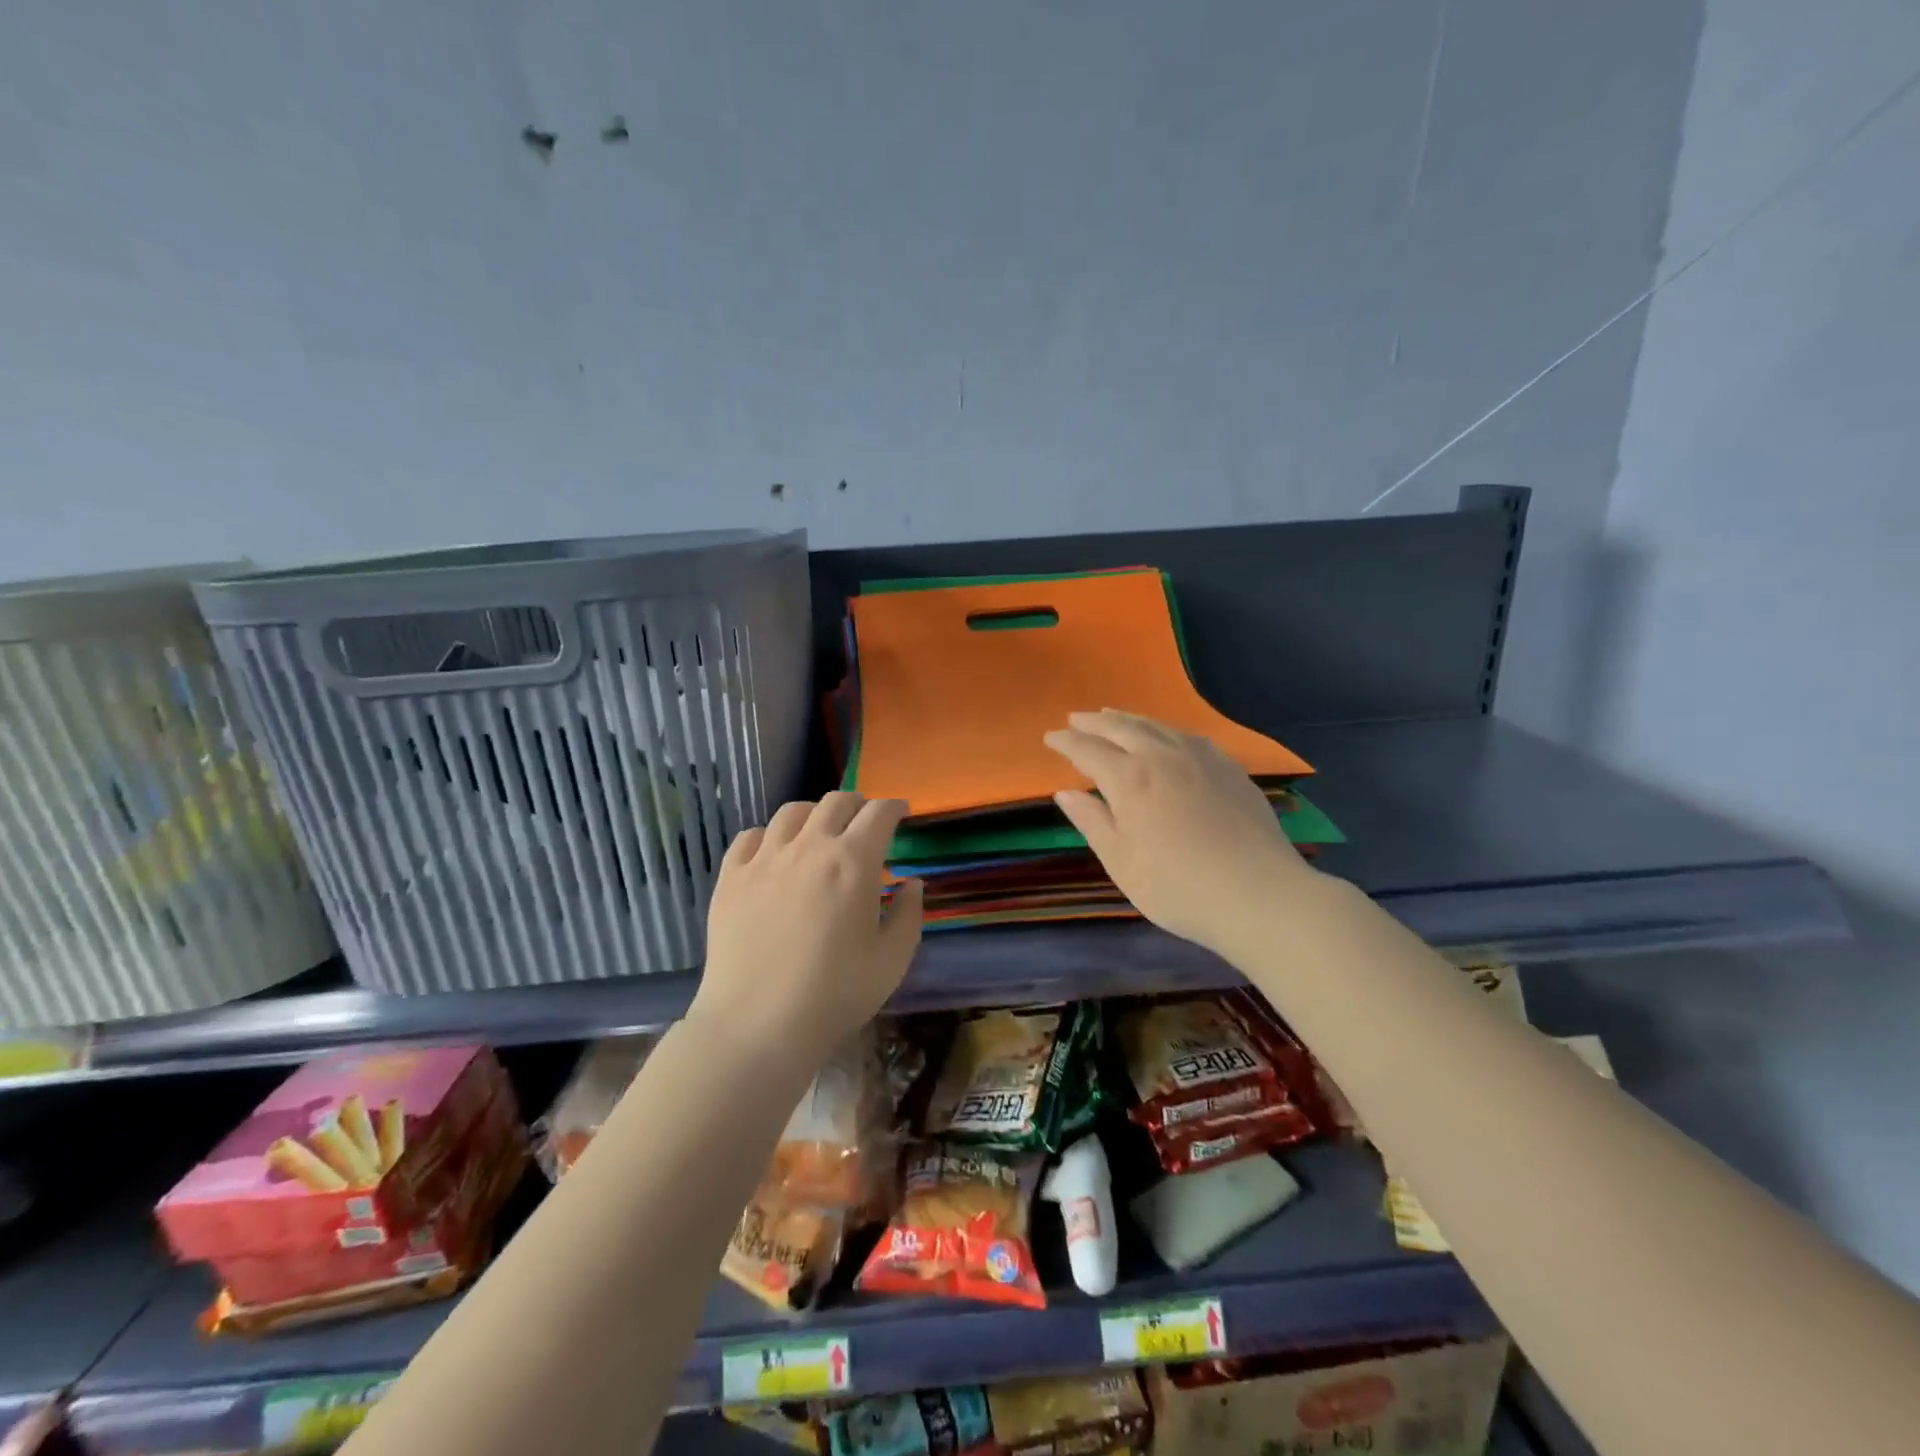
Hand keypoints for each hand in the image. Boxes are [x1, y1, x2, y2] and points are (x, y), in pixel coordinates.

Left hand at [692, 792, 924, 1063]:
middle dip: (857, 804)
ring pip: (791, 812)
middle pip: (836, 802)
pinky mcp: (730, 877)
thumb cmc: (834, 996)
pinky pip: (750, 836)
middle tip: (864, 819)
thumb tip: (911, 884)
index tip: (901, 812)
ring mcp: (765, 859)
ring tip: (819, 831)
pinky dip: (770, 835)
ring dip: (814, 813)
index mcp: (853, 862)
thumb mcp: (891, 961)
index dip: (894, 807)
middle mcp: (809, 847)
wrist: (756, 1025)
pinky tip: (774, 853)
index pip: (879, 813)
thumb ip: (908, 915)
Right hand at [1043, 709, 1315, 957]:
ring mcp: (1201, 758)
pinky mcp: (1230, 768)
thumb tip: (1065, 793)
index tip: (1050, 737)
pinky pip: (1188, 735)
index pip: (1088, 750)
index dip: (1066, 742)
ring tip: (1113, 716)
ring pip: (1157, 726)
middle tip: (1075, 719)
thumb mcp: (1122, 861)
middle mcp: (1163, 756)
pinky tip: (1166, 737)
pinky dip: (1164, 730)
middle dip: (1094, 722)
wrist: (1259, 894)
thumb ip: (1092, 821)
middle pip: (1122, 728)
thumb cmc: (1178, 886)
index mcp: (1130, 778)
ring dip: (1128, 719)